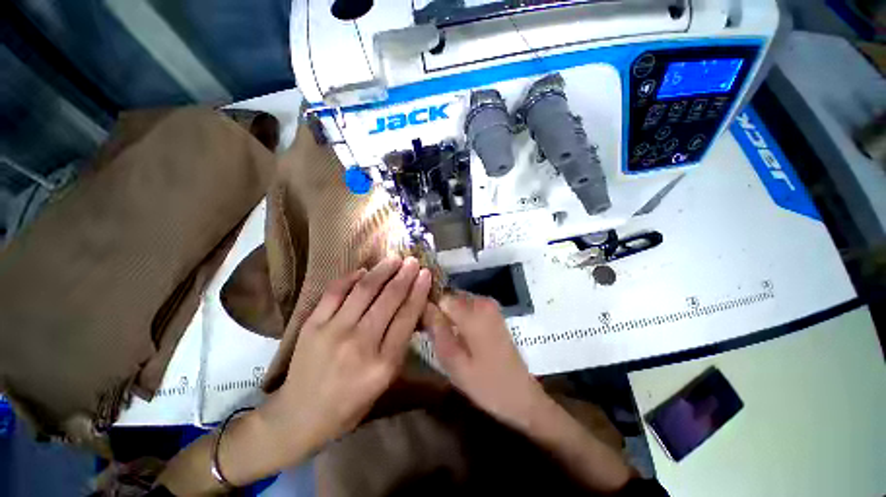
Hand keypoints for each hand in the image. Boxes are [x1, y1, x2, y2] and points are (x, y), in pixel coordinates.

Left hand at [260, 256, 431, 457]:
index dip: (418, 291)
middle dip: (404, 276)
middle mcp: (360, 344)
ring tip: (394, 259)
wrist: (299, 416)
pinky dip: (351, 277)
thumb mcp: (385, 381)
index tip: (425, 273)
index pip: (406, 317)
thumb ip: (399, 344)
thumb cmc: (350, 404)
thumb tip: (410, 308)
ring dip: (382, 271)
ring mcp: (333, 331)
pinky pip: (335, 292)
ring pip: (364, 290)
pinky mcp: (312, 324)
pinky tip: (364, 270)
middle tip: (412, 261)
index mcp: (383, 364)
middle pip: (388, 299)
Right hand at [422, 292, 545, 428]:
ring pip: (457, 301)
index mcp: (473, 312)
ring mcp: (490, 306)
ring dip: (447, 315)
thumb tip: (423, 305)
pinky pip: (467, 307)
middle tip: (430, 335)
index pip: (440, 296)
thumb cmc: (486, 384)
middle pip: (449, 296)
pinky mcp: (493, 313)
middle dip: (437, 311)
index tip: (420, 324)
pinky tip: (456, 336)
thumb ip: (437, 330)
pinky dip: (458, 317)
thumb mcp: (454, 362)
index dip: (427, 307)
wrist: (521, 395)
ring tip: (442, 337)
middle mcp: (482, 301)